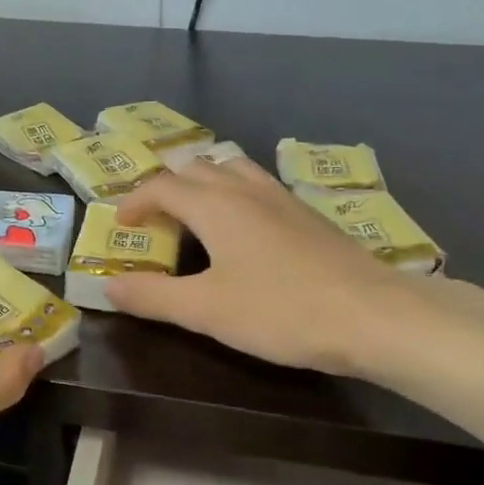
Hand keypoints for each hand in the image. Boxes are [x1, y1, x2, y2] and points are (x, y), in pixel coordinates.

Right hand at [107, 158, 433, 378]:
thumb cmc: (281, 310)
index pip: (162, 186)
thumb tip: (108, 287)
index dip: (135, 201)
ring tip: (195, 212)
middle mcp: (246, 190)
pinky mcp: (309, 215)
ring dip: (204, 183)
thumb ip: (153, 296)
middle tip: (154, 219)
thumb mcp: (206, 310)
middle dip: (167, 187)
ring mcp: (283, 199)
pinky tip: (246, 229)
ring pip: (233, 169)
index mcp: (215, 205)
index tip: (121, 225)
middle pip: (197, 168)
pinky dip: (235, 194)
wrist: (375, 316)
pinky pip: (259, 187)